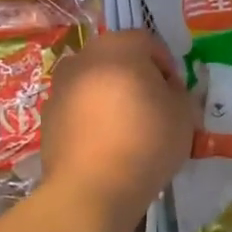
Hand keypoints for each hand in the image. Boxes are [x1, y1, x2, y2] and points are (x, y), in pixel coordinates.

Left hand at [41, 30, 196, 224]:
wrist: (92, 188)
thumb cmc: (146, 141)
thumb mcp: (184, 114)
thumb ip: (180, 93)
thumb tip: (169, 92)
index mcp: (119, 47)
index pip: (149, 42)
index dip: (168, 66)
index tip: (176, 93)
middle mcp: (84, 57)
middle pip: (118, 58)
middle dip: (137, 77)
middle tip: (154, 107)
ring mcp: (60, 87)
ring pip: (95, 82)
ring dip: (112, 96)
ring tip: (128, 128)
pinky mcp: (47, 116)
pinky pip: (78, 108)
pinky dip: (92, 117)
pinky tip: (106, 144)